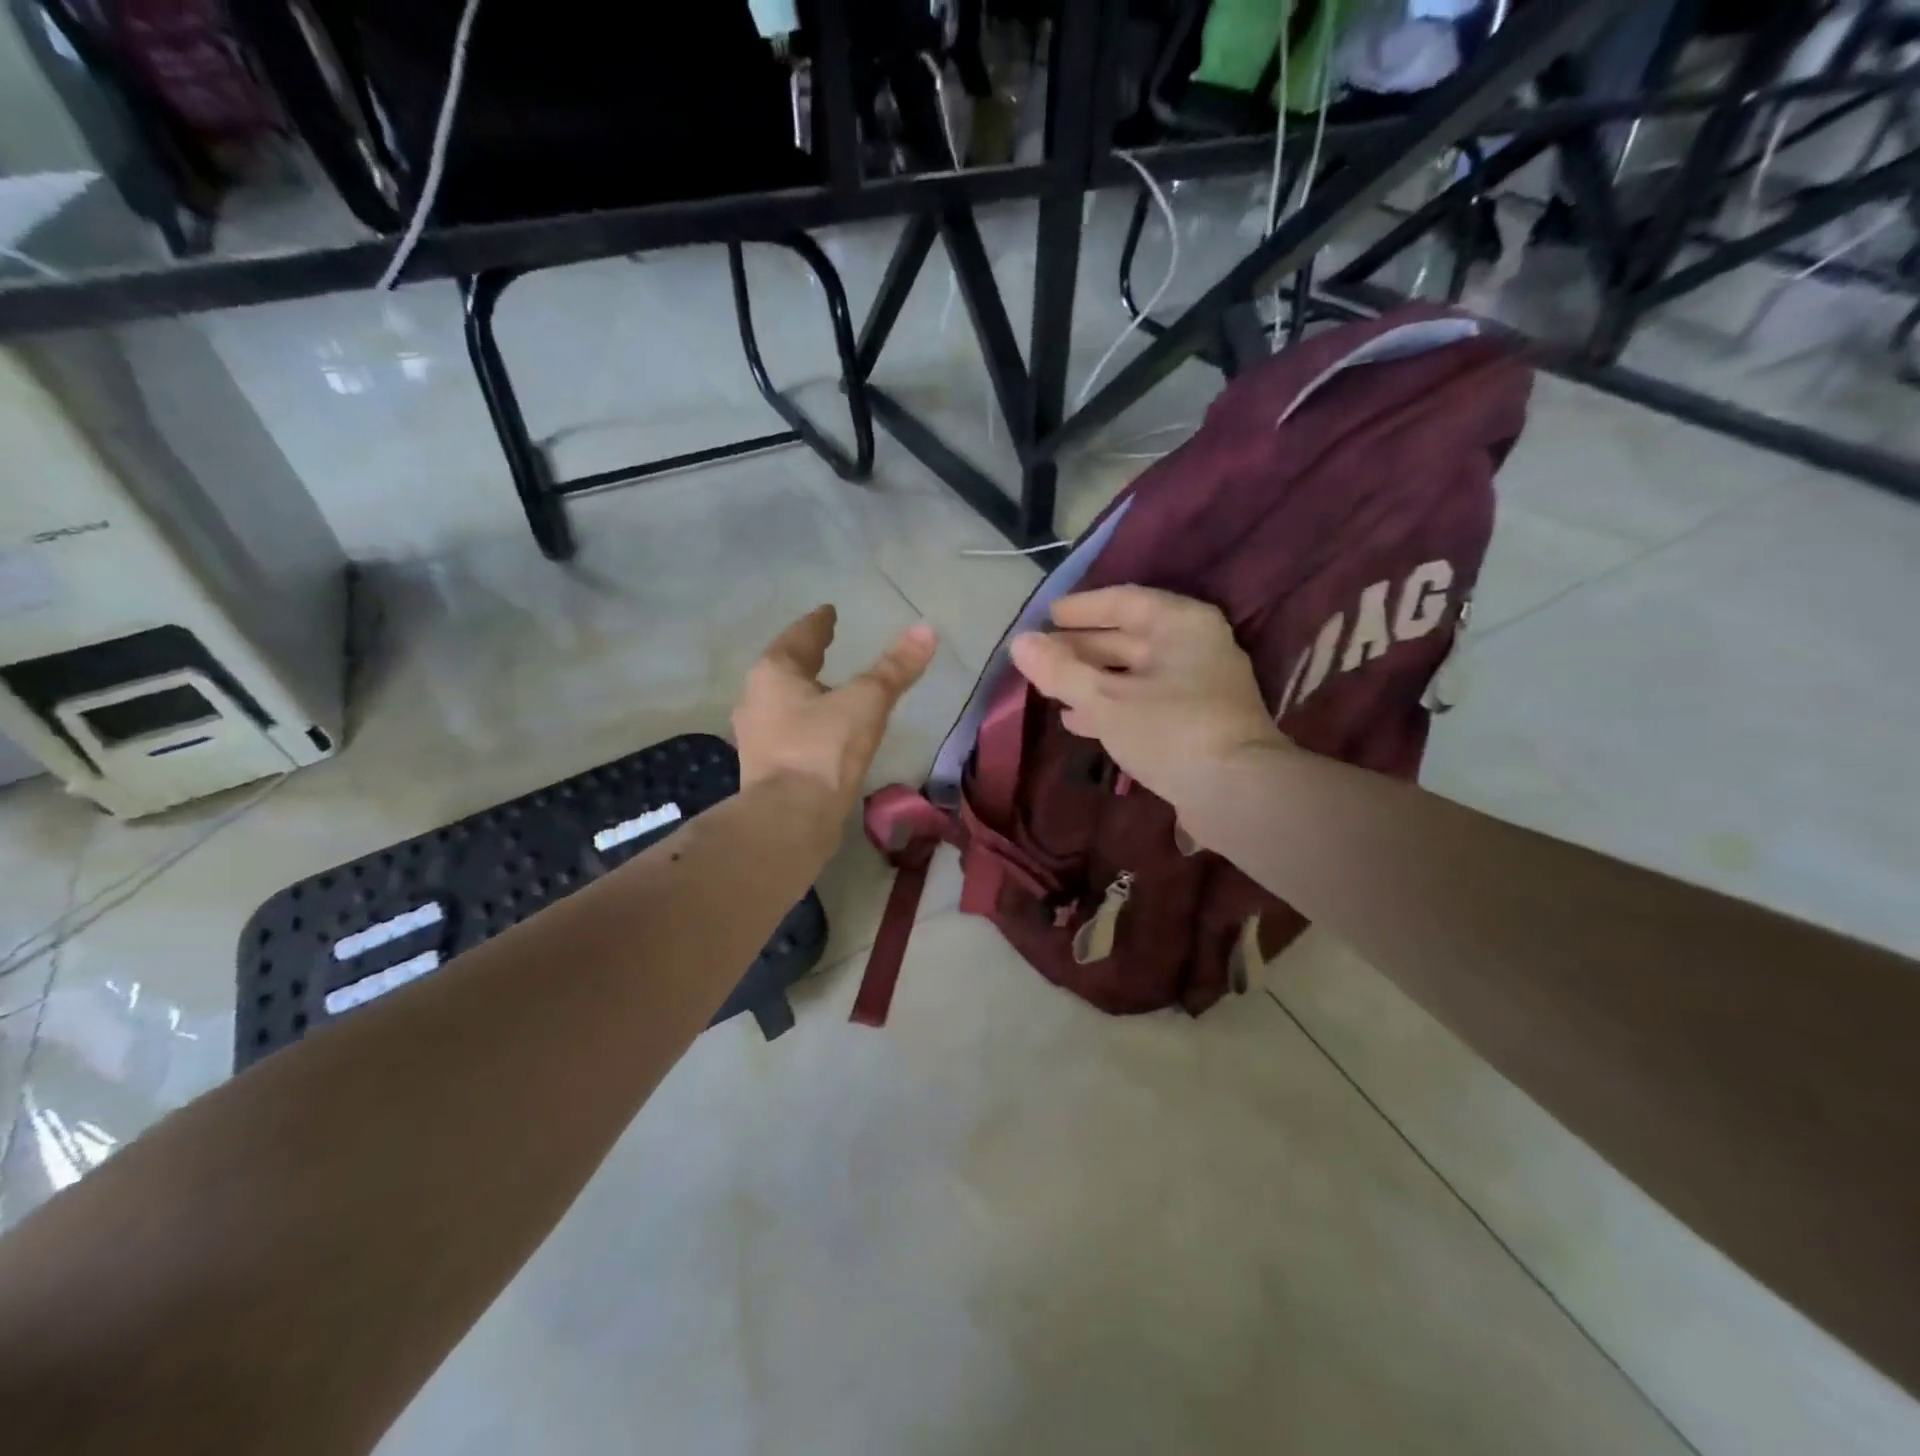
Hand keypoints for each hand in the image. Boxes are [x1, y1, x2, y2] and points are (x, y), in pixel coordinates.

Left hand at [733, 606, 936, 815]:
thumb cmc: (824, 748)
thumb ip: (894, 668)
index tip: (829, 612)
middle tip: (828, 647)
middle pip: (785, 669)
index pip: (800, 636)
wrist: (790, 819)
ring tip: (828, 690)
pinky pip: (786, 732)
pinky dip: (804, 724)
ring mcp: (755, 736)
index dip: (819, 623)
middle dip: (806, 658)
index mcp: (774, 673)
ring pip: (782, 702)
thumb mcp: (867, 702)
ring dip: (804, 693)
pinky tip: (822, 733)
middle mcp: (755, 698)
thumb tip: (926, 630)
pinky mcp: (764, 767)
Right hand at [1009, 587, 1285, 819]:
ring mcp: (1198, 685)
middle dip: (1080, 648)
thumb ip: (1060, 670)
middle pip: (1127, 637)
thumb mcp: (1105, 699)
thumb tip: (1019, 642)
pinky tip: (1077, 721)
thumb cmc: (1170, 730)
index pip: (1122, 601)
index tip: (1045, 618)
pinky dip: (1111, 706)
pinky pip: (1144, 701)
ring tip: (1049, 690)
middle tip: (1040, 657)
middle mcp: (1194, 646)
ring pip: (1133, 673)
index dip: (1080, 609)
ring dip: (1091, 680)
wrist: (1236, 794)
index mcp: (1180, 624)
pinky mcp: (1195, 721)